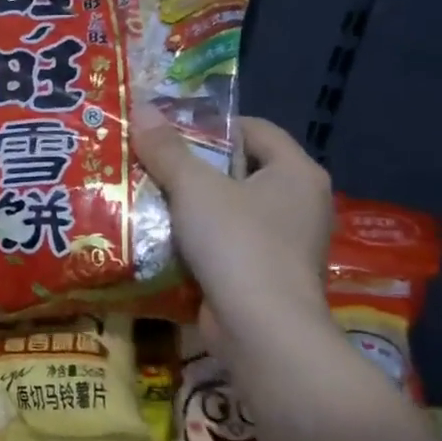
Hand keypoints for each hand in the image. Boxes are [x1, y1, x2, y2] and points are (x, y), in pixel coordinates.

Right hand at [132, 109, 333, 340]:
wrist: (262, 332)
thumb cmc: (238, 243)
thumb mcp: (194, 187)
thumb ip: (166, 148)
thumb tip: (141, 107)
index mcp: (296, 173)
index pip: (255, 129)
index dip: (212, 123)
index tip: (169, 130)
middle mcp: (300, 204)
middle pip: (239, 169)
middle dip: (193, 166)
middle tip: (149, 160)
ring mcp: (286, 244)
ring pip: (229, 210)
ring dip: (190, 205)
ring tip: (145, 195)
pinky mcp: (266, 277)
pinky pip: (227, 245)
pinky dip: (197, 240)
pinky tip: (158, 237)